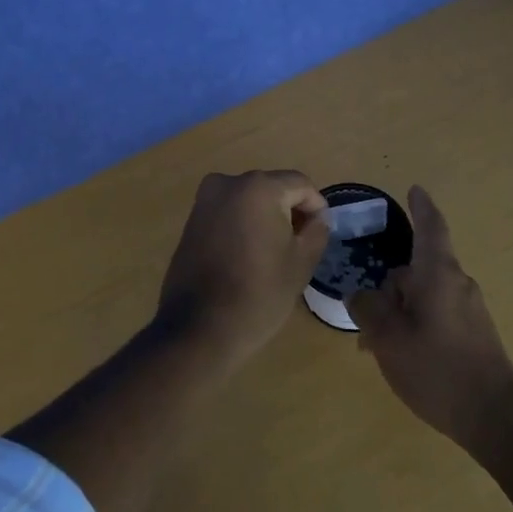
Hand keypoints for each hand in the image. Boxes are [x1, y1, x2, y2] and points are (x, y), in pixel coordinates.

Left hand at [155, 170, 328, 370]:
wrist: (199, 328)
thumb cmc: (259, 293)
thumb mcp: (301, 262)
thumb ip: (317, 230)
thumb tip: (317, 217)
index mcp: (259, 187)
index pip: (300, 185)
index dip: (316, 207)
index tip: (320, 234)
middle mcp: (228, 183)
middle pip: (273, 188)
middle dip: (290, 211)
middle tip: (301, 244)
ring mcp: (205, 200)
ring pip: (249, 199)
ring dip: (266, 218)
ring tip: (275, 252)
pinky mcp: (191, 220)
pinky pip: (228, 212)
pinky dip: (243, 225)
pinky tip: (248, 255)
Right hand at [347, 185, 512, 448]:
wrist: (495, 418)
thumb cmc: (437, 370)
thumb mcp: (388, 338)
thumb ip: (368, 309)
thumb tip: (360, 295)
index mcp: (439, 274)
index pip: (430, 228)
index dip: (421, 207)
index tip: (415, 189)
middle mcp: (458, 283)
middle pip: (416, 269)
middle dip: (389, 290)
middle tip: (364, 323)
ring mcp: (469, 309)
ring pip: (424, 296)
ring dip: (399, 312)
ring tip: (377, 348)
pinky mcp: (475, 333)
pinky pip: (437, 314)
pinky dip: (415, 325)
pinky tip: (403, 357)